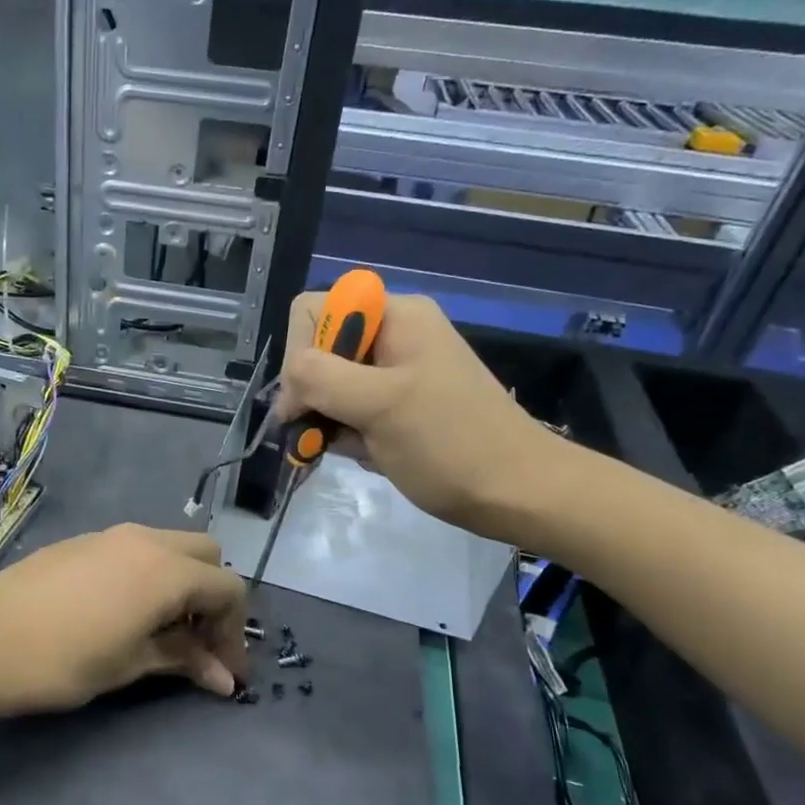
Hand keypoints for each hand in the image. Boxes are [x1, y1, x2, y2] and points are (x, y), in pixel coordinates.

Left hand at [0, 525, 248, 712]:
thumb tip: (224, 678)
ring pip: (169, 547)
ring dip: (181, 583)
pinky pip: (135, 549)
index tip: (225, 672)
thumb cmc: (63, 661)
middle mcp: (146, 540)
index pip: (228, 589)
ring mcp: (111, 535)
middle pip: (205, 556)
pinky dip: (149, 574)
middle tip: (197, 643)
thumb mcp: (130, 664)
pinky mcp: (82, 541)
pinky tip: (123, 611)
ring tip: (162, 630)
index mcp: (167, 570)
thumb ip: (182, 659)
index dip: (235, 632)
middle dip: (212, 597)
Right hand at [276, 292, 565, 538]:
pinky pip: (350, 410)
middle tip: (321, 432)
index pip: (315, 311)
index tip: (309, 398)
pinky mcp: (397, 407)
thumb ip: (321, 378)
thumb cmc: (450, 443)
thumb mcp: (380, 405)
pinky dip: (345, 434)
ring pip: (329, 385)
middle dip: (312, 392)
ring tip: (350, 448)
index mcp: (395, 316)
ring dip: (327, 418)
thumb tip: (287, 380)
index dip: (300, 351)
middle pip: (319, 349)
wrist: (516, 493)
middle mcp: (393, 335)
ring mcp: (395, 373)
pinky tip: (365, 454)